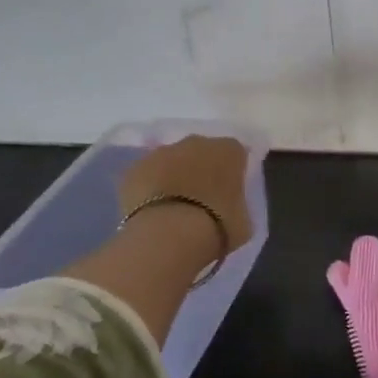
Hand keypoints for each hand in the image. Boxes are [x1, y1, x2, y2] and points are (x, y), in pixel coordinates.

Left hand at [120, 135, 252, 252]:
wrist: (169, 235)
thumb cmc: (217, 227)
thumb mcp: (244, 219)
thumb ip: (237, 203)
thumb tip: (229, 205)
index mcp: (229, 151)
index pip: (236, 153)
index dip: (233, 171)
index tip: (230, 191)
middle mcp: (196, 143)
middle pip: (201, 151)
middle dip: (201, 169)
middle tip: (202, 198)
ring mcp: (161, 153)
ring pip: (171, 161)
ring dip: (173, 176)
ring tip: (173, 206)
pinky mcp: (134, 169)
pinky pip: (146, 176)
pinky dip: (149, 188)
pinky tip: (151, 211)